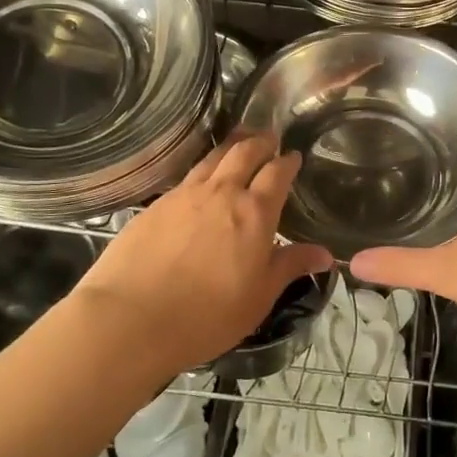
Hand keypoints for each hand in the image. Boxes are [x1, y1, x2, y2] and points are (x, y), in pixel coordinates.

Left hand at [73, 133, 332, 373]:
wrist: (131, 319)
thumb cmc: (207, 315)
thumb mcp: (259, 297)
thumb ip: (290, 267)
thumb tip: (325, 254)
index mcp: (254, 212)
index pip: (277, 173)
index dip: (288, 162)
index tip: (294, 156)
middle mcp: (221, 192)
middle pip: (244, 152)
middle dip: (261, 141)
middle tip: (269, 138)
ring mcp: (184, 195)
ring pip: (213, 158)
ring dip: (231, 145)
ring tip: (239, 142)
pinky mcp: (156, 204)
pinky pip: (188, 176)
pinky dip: (203, 168)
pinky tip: (201, 180)